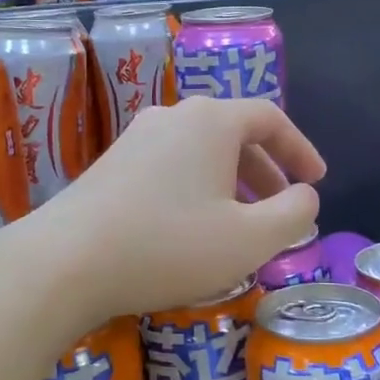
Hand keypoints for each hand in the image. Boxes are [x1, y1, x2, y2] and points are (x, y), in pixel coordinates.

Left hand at [22, 95, 324, 322]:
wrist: (63, 262)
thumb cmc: (168, 245)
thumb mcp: (249, 239)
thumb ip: (293, 214)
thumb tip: (305, 196)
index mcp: (210, 121)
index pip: (269, 118)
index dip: (300, 149)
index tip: (316, 181)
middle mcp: (172, 117)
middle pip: (233, 134)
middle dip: (265, 172)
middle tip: (282, 209)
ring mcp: (135, 139)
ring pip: (199, 153)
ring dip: (230, 184)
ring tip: (240, 225)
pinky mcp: (110, 166)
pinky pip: (170, 167)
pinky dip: (196, 190)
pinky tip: (191, 230)